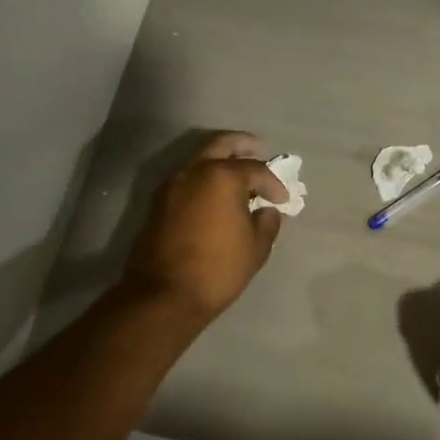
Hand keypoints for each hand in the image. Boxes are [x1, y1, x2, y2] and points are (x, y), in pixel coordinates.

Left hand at [123, 133, 286, 321]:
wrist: (163, 295)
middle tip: (259, 149)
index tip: (282, 199)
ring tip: (238, 174)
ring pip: (199, 158)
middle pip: (221, 144)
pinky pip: (187, 178)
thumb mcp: (256, 248)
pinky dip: (204, 177)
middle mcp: (194, 171)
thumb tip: (266, 210)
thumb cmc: (217, 270)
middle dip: (242, 144)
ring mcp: (172, 185)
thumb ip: (267, 222)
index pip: (255, 169)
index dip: (273, 183)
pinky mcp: (158, 202)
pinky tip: (216, 194)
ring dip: (220, 159)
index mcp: (222, 177)